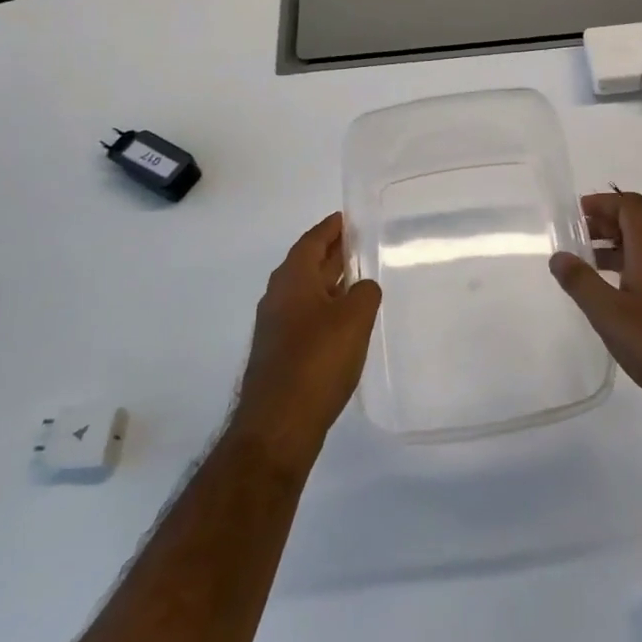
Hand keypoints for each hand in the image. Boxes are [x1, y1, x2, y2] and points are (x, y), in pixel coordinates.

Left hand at [231, 213, 382, 467]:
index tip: (348, 218)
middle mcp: (278, 296)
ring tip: (357, 279)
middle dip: (331, 252)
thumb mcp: (354, 318)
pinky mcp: (280, 353)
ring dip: (329, 282)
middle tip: (358, 243)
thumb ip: (365, 293)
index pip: (312, 241)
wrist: (278, 424)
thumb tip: (363, 288)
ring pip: (306, 292)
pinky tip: (344, 321)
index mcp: (293, 279)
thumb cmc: (317, 360)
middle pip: (307, 264)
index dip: (331, 228)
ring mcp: (275, 327)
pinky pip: (305, 316)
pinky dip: (324, 308)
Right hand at [550, 192, 641, 442]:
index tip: (574, 214)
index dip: (602, 203)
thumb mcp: (610, 315)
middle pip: (637, 224)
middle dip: (605, 222)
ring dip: (614, 247)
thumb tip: (558, 255)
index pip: (630, 207)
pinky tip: (611, 295)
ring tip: (584, 264)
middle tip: (574, 237)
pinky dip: (626, 269)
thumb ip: (581, 283)